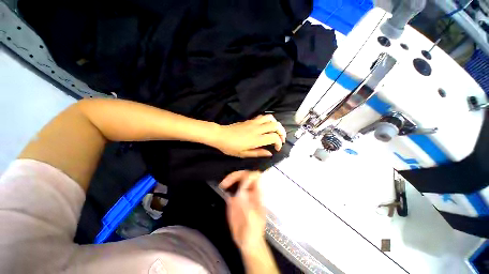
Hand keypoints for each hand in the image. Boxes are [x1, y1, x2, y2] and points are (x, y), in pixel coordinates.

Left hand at [215, 115, 285, 157]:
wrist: (220, 135)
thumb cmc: (230, 147)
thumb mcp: (244, 154)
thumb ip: (258, 153)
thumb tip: (270, 153)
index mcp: (256, 139)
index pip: (274, 137)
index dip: (279, 143)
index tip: (277, 148)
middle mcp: (257, 129)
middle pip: (275, 126)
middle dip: (282, 132)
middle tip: (281, 139)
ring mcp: (254, 123)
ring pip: (270, 118)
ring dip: (276, 124)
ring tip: (275, 131)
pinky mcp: (250, 120)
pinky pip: (262, 117)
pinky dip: (268, 120)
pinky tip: (267, 126)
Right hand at [220, 171, 265, 250]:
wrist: (248, 243)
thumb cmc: (253, 233)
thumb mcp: (252, 220)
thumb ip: (246, 205)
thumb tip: (241, 190)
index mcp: (257, 194)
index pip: (255, 176)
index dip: (247, 177)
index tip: (239, 186)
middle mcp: (249, 192)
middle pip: (244, 175)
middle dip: (235, 176)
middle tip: (225, 183)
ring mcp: (242, 195)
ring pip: (237, 179)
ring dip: (230, 179)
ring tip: (223, 184)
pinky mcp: (235, 200)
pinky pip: (231, 188)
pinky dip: (227, 186)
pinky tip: (222, 189)